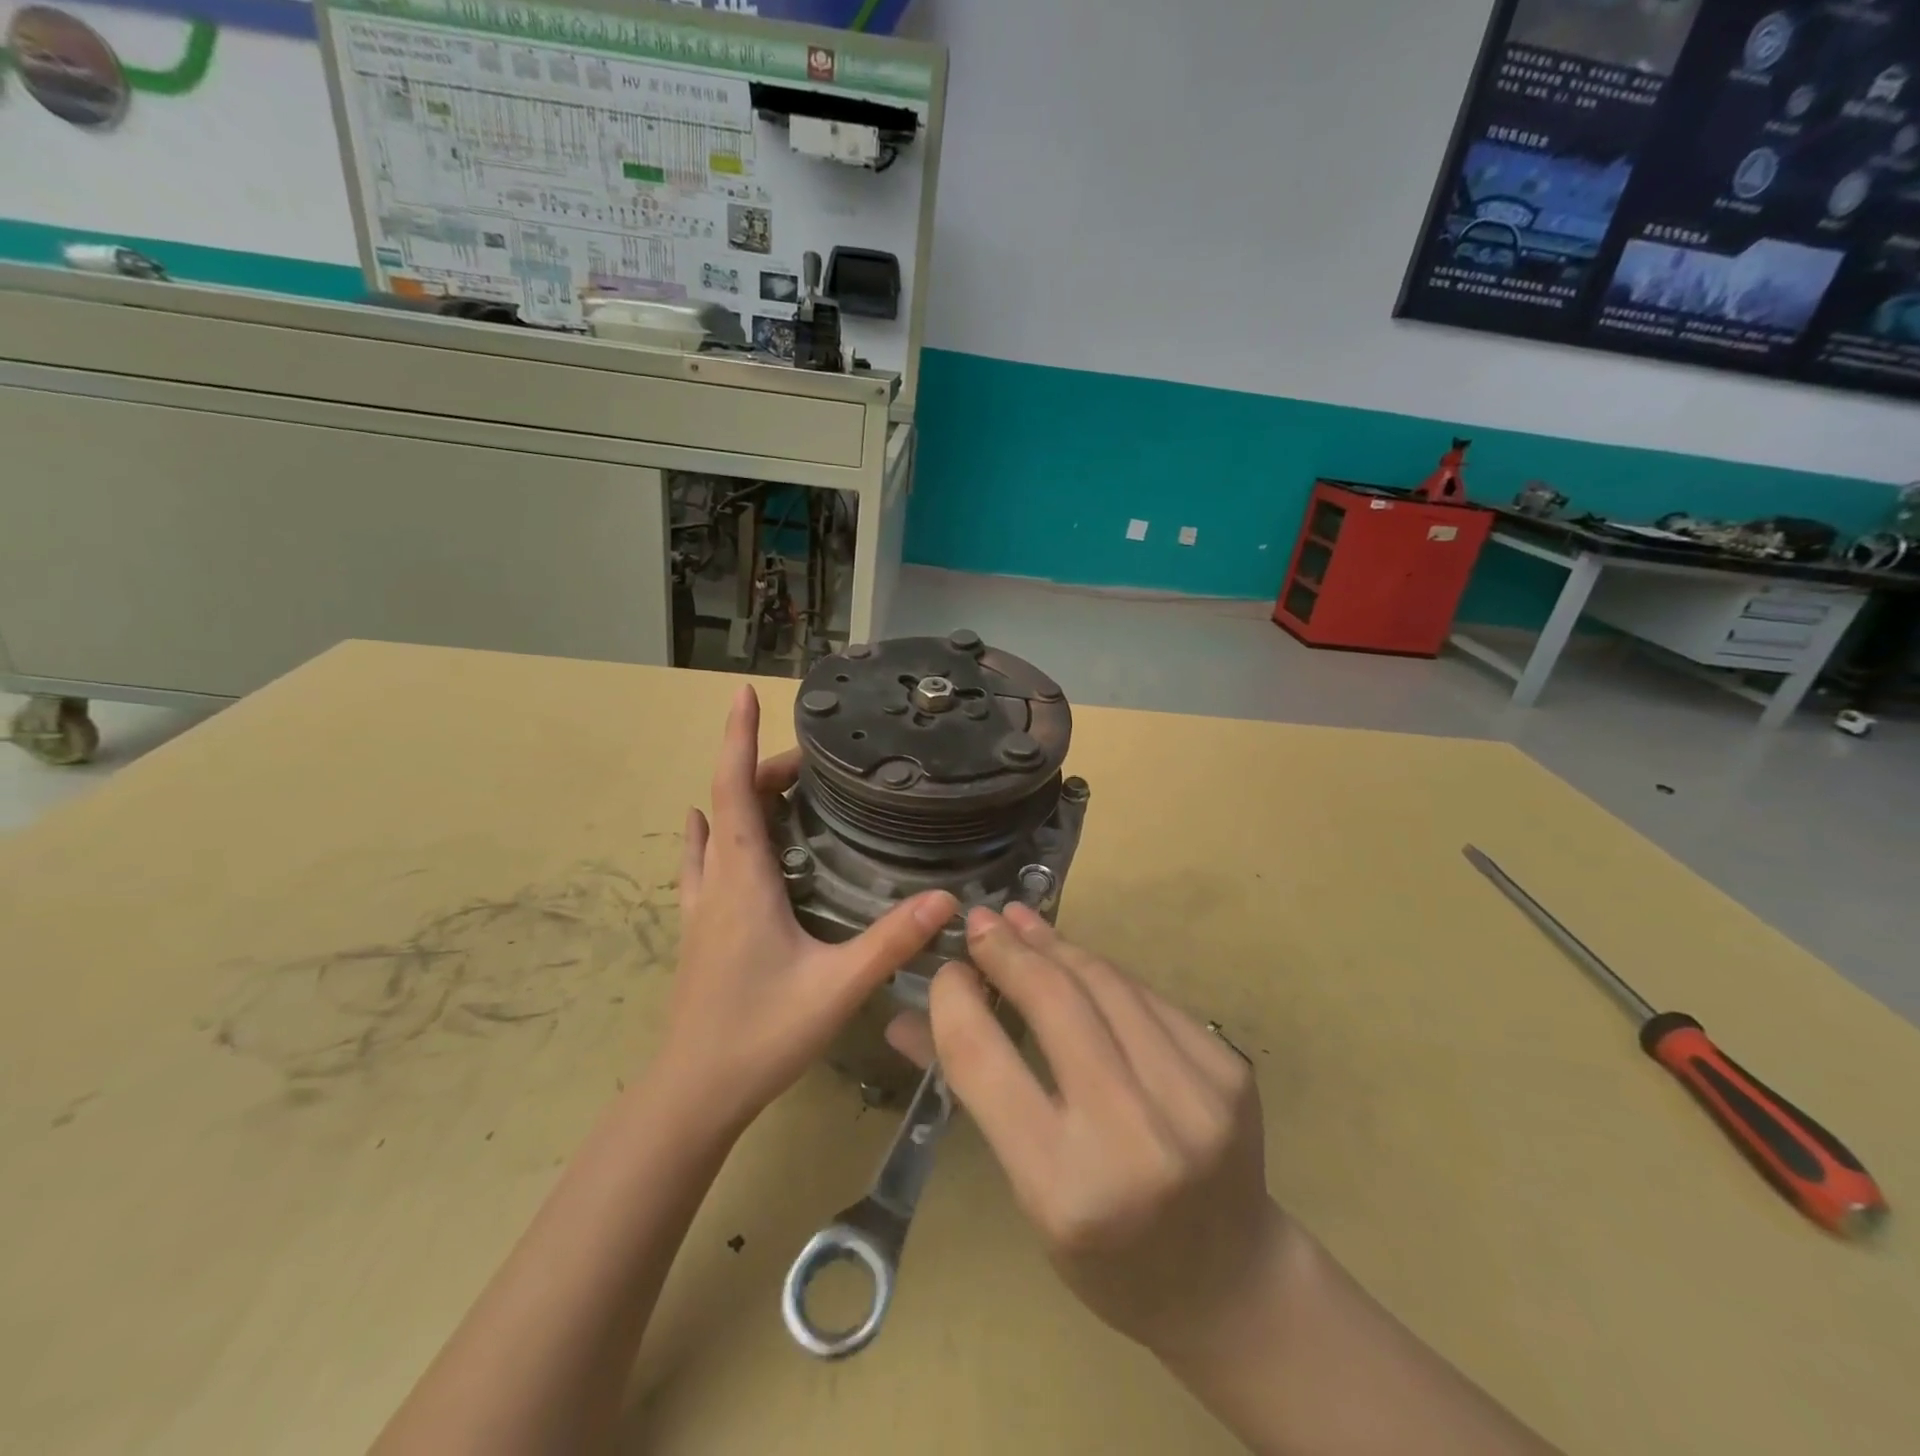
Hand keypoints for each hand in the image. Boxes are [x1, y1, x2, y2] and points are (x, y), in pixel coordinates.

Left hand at [662, 684, 955, 1132]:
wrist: (693, 1094)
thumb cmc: (761, 1035)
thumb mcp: (837, 987)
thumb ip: (892, 941)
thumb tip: (947, 899)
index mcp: (742, 881)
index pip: (734, 790)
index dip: (738, 738)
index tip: (741, 693)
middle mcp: (716, 882)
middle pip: (728, 802)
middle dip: (761, 767)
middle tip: (811, 762)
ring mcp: (699, 906)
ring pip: (713, 830)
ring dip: (737, 796)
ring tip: (779, 785)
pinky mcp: (698, 929)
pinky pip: (701, 862)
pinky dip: (712, 832)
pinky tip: (713, 831)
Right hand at [888, 904, 1282, 1358]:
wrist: (1229, 1284)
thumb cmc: (1107, 1255)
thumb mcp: (1028, 1192)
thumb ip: (972, 1094)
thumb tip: (903, 1019)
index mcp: (1064, 1188)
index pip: (984, 1060)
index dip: (954, 1000)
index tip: (944, 969)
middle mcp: (1134, 1138)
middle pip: (1055, 1003)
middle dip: (1009, 952)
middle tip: (981, 921)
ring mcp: (1194, 1099)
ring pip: (1106, 985)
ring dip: (1057, 945)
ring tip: (1023, 921)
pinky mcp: (1229, 1071)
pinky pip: (1149, 997)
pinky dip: (1104, 971)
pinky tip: (1078, 957)